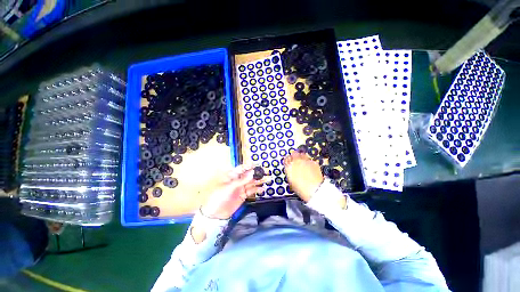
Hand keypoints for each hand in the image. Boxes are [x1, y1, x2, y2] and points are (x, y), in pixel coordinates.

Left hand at [201, 164, 269, 219]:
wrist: (214, 213)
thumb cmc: (218, 196)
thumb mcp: (229, 187)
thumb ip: (241, 180)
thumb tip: (252, 173)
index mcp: (231, 175)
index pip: (242, 168)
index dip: (249, 166)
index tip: (258, 164)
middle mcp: (237, 180)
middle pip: (248, 175)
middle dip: (257, 173)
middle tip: (266, 171)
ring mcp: (240, 188)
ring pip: (251, 183)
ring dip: (259, 181)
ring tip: (268, 179)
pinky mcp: (242, 196)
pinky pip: (251, 191)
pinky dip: (257, 190)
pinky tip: (263, 189)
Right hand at [283, 151, 323, 201]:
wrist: (314, 189)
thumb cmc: (301, 188)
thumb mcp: (291, 182)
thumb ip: (290, 173)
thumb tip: (290, 170)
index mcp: (289, 166)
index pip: (286, 159)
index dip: (287, 160)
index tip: (288, 161)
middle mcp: (296, 161)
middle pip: (294, 154)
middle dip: (294, 156)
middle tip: (296, 159)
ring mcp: (305, 160)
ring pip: (302, 154)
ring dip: (302, 156)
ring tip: (303, 161)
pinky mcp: (313, 162)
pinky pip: (309, 159)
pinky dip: (309, 161)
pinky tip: (310, 166)